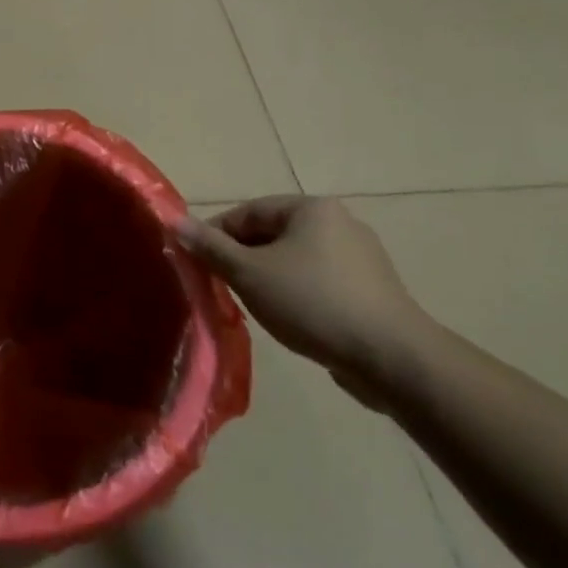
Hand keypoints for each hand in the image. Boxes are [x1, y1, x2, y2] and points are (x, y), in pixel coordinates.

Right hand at [180, 197, 428, 405]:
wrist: (393, 359)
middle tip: (223, 287)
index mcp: (312, 208)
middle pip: (273, 235)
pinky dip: (299, 295)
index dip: (216, 235)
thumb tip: (175, 222)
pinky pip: (322, 283)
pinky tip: (293, 321)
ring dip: (270, 278)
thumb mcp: (250, 274)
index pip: (248, 212)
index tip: (198, 263)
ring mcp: (362, 258)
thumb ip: (211, 247)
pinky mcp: (374, 291)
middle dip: (243, 259)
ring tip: (255, 308)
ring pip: (296, 261)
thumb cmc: (313, 303)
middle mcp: (340, 223)